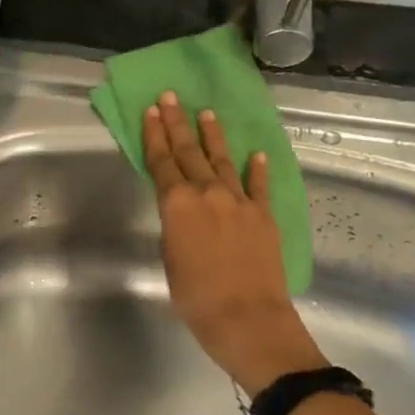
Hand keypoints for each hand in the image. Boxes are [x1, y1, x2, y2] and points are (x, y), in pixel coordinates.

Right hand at [143, 91, 325, 394]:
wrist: (247, 318)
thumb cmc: (195, 297)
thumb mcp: (170, 257)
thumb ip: (175, 225)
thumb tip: (182, 212)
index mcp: (177, 204)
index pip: (161, 162)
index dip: (154, 135)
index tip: (150, 111)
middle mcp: (207, 193)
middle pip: (189, 151)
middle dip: (177, 123)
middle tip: (170, 97)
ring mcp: (239, 201)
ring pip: (222, 160)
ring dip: (213, 135)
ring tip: (206, 112)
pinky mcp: (264, 215)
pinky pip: (258, 185)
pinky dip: (256, 168)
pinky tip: (256, 153)